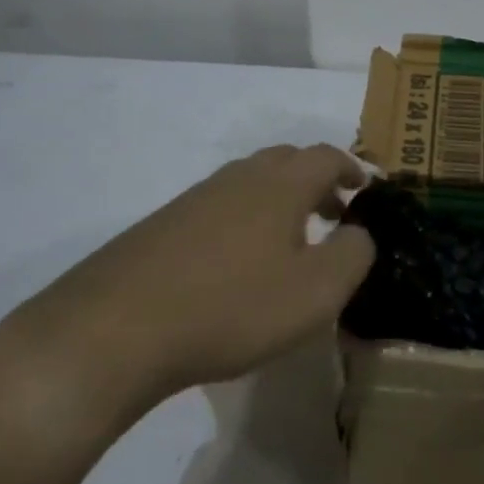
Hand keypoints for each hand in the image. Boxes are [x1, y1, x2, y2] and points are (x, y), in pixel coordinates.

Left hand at [4, 144, 372, 429]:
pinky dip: (245, 220)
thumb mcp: (315, 292)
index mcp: (279, 184)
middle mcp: (239, 178)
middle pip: (286, 161)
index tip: (366, 189)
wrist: (117, 328)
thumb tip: (361, 232)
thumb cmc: (232, 306)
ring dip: (280, 201)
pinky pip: (220, 207)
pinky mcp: (164, 224)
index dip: (351, 168)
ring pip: (250, 183)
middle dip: (317, 181)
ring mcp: (196, 198)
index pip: (326, 156)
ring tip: (290, 242)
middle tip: (334, 213)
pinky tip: (238, 263)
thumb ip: (353, 255)